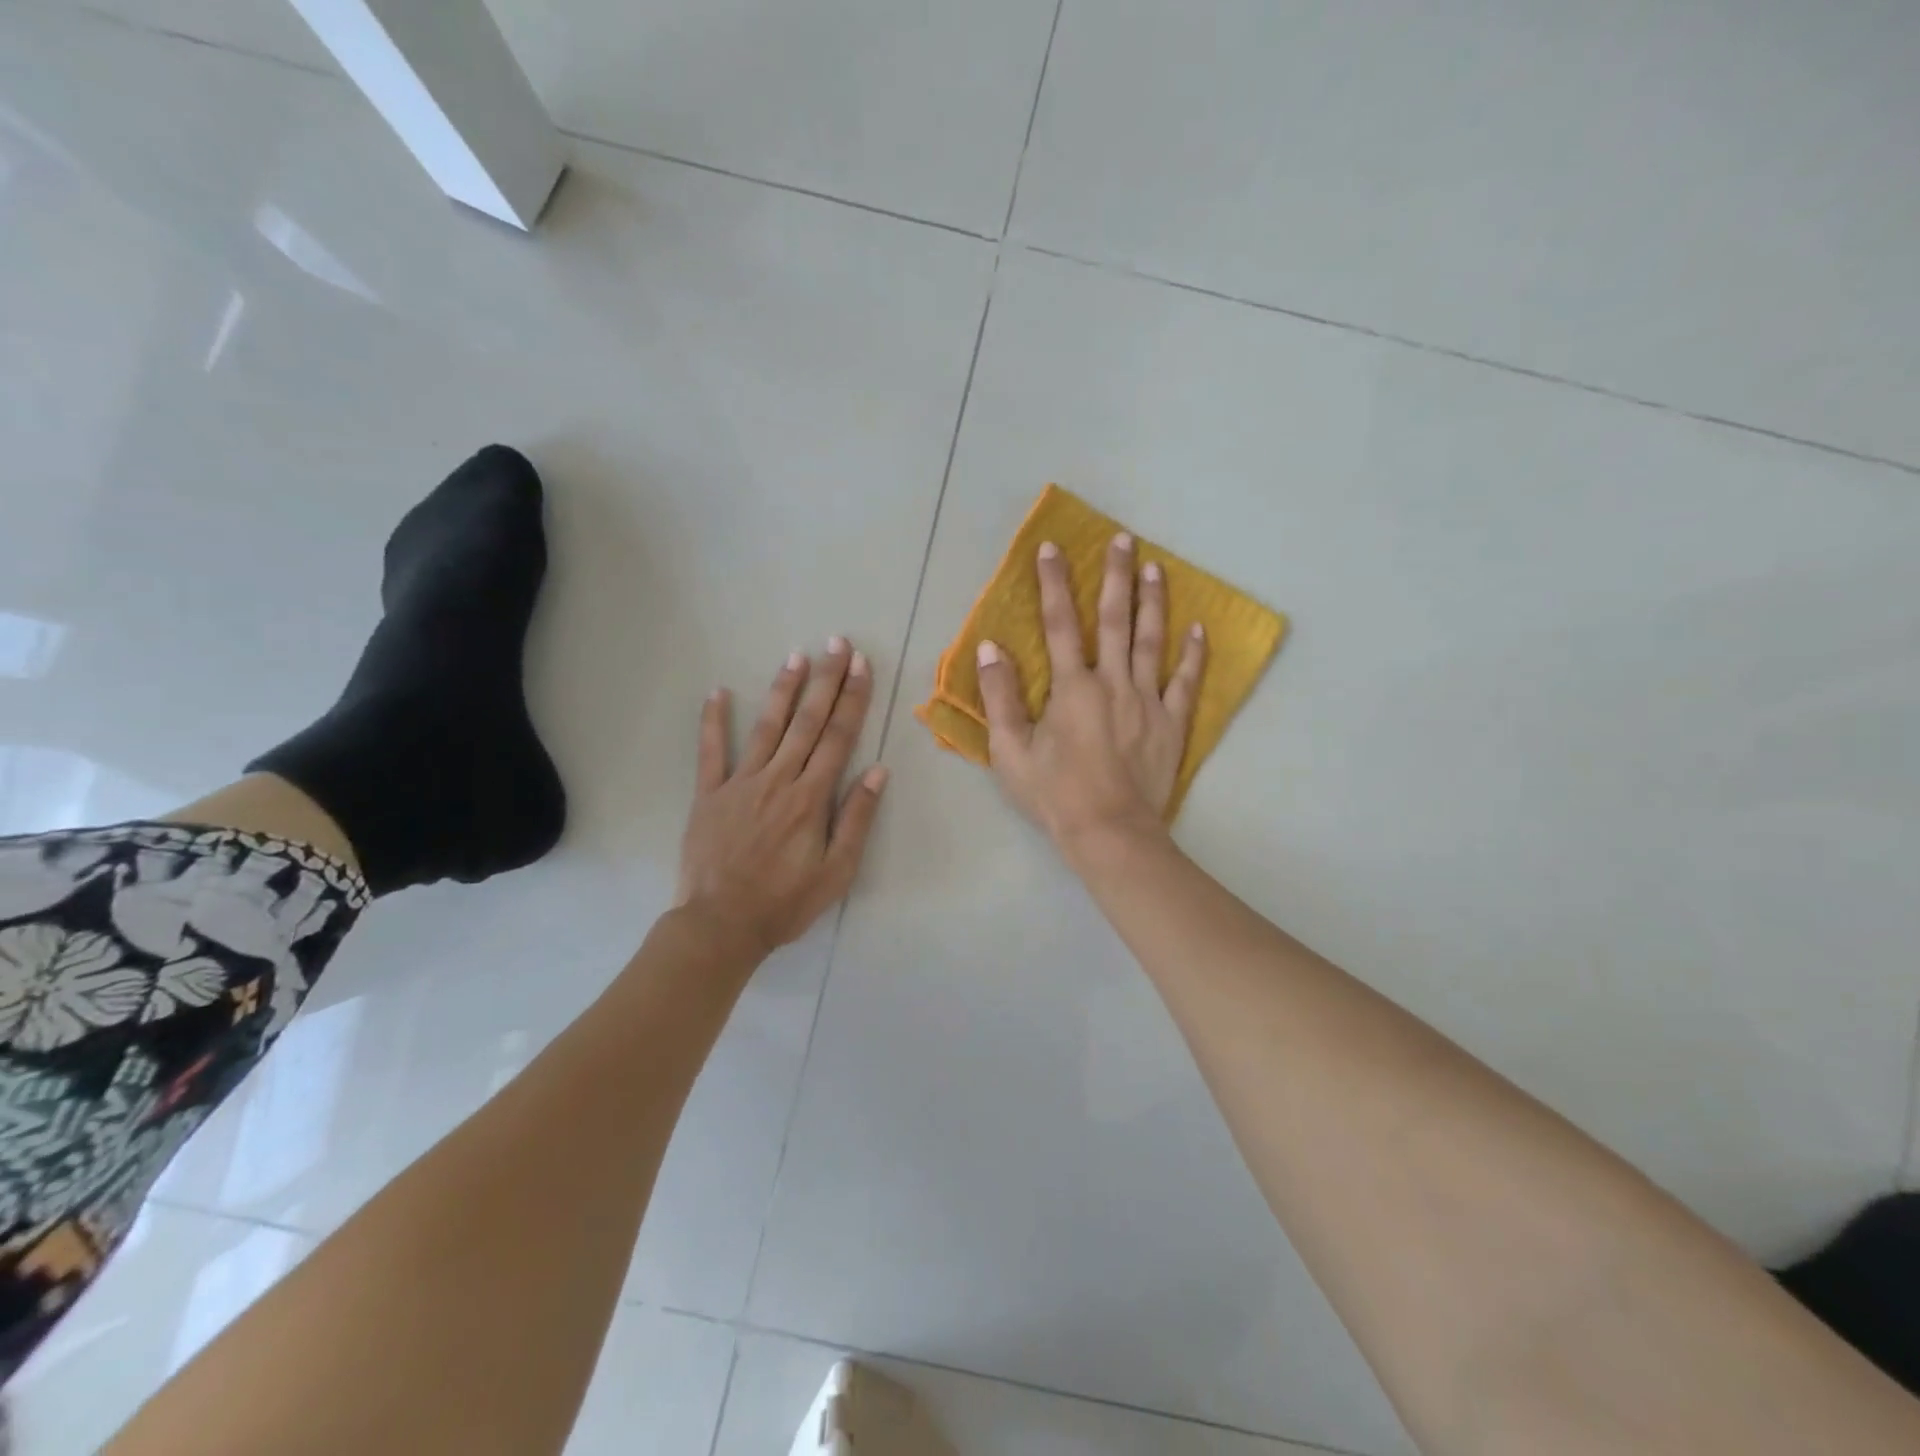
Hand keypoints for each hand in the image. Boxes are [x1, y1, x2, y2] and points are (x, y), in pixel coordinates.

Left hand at [676, 638, 888, 955]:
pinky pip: (710, 752)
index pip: (838, 737)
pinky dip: (713, 721)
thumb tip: (878, 771)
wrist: (721, 925)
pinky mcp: (710, 794)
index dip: (852, 699)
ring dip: (783, 690)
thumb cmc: (785, 902)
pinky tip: (717, 692)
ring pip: (766, 727)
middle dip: (825, 681)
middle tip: (837, 644)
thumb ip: (856, 819)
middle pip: (807, 722)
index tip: (861, 666)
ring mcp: (740, 783)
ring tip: (796, 656)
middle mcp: (778, 779)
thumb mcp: (836, 871)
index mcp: (811, 797)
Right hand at [976, 532, 1204, 850]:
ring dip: (1153, 602)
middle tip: (1123, 539)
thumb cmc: (1054, 794)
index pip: (1059, 624)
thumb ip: (999, 696)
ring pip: (1151, 641)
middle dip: (1116, 576)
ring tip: (1156, 567)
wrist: (1109, 832)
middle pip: (1114, 620)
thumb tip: (990, 648)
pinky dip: (1194, 655)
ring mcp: (1148, 701)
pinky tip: (1199, 629)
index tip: (1052, 548)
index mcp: (1072, 688)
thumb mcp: (1010, 750)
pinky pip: (1187, 683)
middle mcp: (1113, 683)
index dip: (1053, 584)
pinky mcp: (1172, 725)